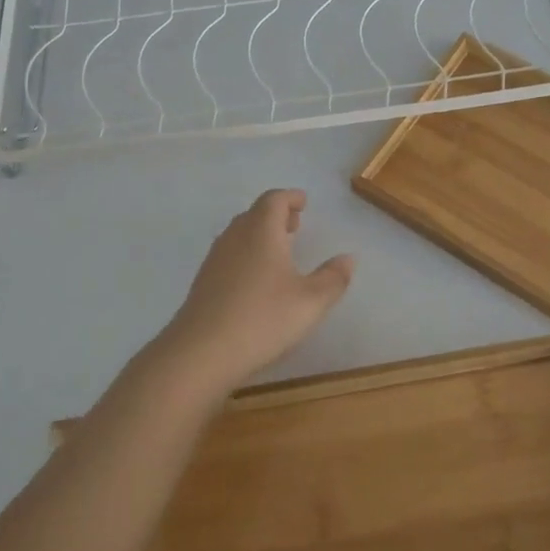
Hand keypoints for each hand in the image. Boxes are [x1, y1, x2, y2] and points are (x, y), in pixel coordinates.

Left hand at [151, 189, 354, 396]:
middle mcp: (235, 237)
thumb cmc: (262, 319)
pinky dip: (246, 254)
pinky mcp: (203, 283)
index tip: (303, 202)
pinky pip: (229, 255)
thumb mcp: (310, 302)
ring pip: (239, 234)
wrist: (200, 353)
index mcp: (261, 231)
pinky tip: (255, 280)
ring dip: (259, 235)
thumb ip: (333, 278)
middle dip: (275, 215)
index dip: (290, 198)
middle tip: (295, 224)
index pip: (274, 200)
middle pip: (254, 214)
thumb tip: (348, 258)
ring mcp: (215, 260)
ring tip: (279, 251)